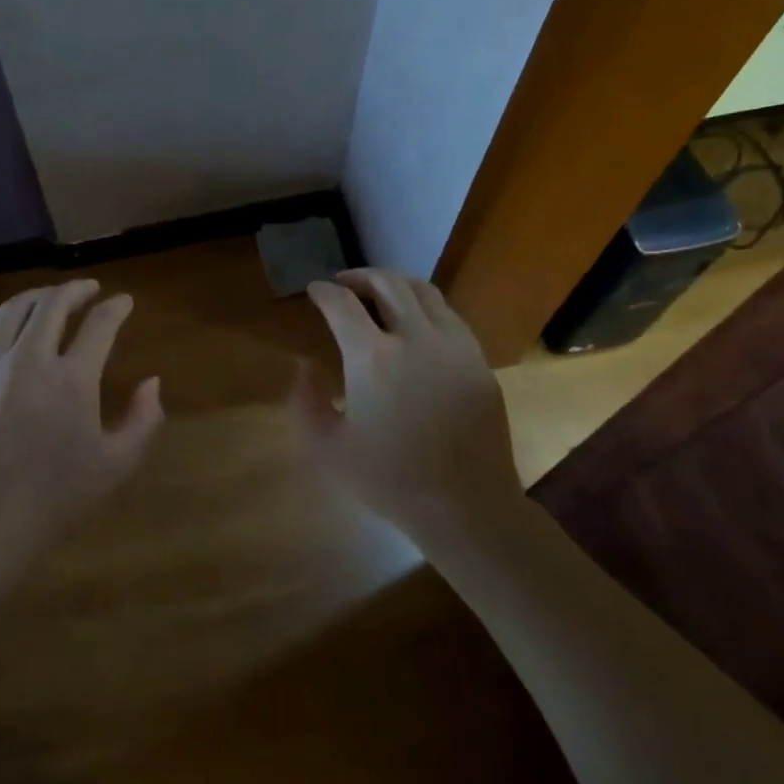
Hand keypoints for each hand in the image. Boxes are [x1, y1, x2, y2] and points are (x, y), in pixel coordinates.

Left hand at [0, 280, 163, 551]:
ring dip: (33, 297)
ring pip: (9, 312)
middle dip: (75, 289)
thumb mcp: (117, 464)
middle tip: (88, 288)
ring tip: (46, 296)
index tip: (125, 301)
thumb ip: (143, 419)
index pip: (100, 325)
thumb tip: (152, 383)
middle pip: (52, 305)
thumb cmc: (56, 497)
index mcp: (72, 378)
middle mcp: (28, 360)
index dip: (116, 308)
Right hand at [295, 269, 519, 542]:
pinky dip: (424, 307)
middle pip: (387, 283)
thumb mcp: (328, 448)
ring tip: (379, 295)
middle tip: (343, 286)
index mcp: (373, 359)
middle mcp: (416, 339)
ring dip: (394, 284)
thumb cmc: (389, 480)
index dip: (323, 292)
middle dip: (359, 277)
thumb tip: (304, 364)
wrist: (465, 506)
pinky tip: (416, 324)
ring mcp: (454, 346)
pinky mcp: (479, 360)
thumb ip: (305, 401)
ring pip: (424, 291)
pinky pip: (449, 316)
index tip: (314, 291)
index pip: (342, 304)